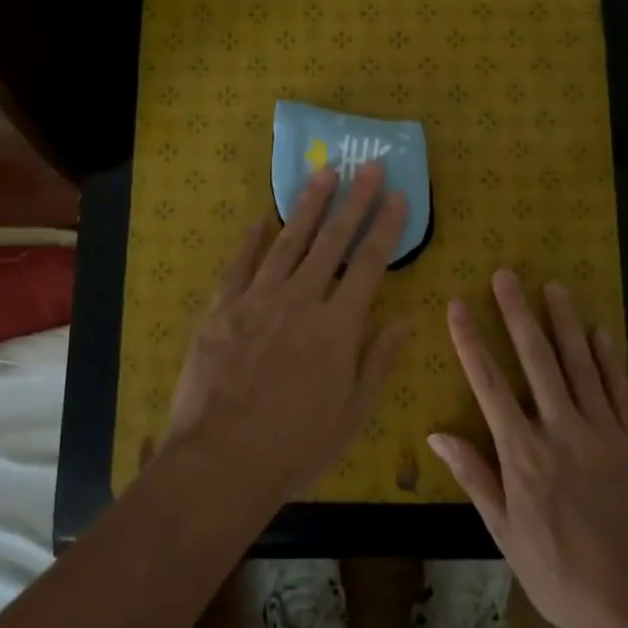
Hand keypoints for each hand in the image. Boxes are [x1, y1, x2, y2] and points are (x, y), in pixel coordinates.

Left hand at [169, 162, 410, 504]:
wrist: (220, 462)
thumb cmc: (294, 446)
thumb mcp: (352, 414)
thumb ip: (379, 361)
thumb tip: (407, 318)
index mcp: (338, 327)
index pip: (370, 264)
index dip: (386, 227)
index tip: (398, 196)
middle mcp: (301, 301)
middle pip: (333, 240)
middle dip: (354, 200)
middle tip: (367, 166)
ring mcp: (258, 299)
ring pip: (289, 241)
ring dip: (308, 205)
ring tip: (324, 174)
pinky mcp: (222, 308)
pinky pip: (241, 264)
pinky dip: (252, 239)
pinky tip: (262, 218)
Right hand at [430, 270, 627, 627]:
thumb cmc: (564, 579)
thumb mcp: (507, 537)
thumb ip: (476, 479)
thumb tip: (437, 435)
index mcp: (523, 455)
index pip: (489, 385)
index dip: (471, 341)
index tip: (458, 305)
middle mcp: (561, 431)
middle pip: (536, 360)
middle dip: (517, 313)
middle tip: (506, 274)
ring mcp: (604, 433)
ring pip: (580, 364)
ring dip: (565, 322)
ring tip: (553, 285)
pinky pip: (622, 390)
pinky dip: (611, 358)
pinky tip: (602, 331)